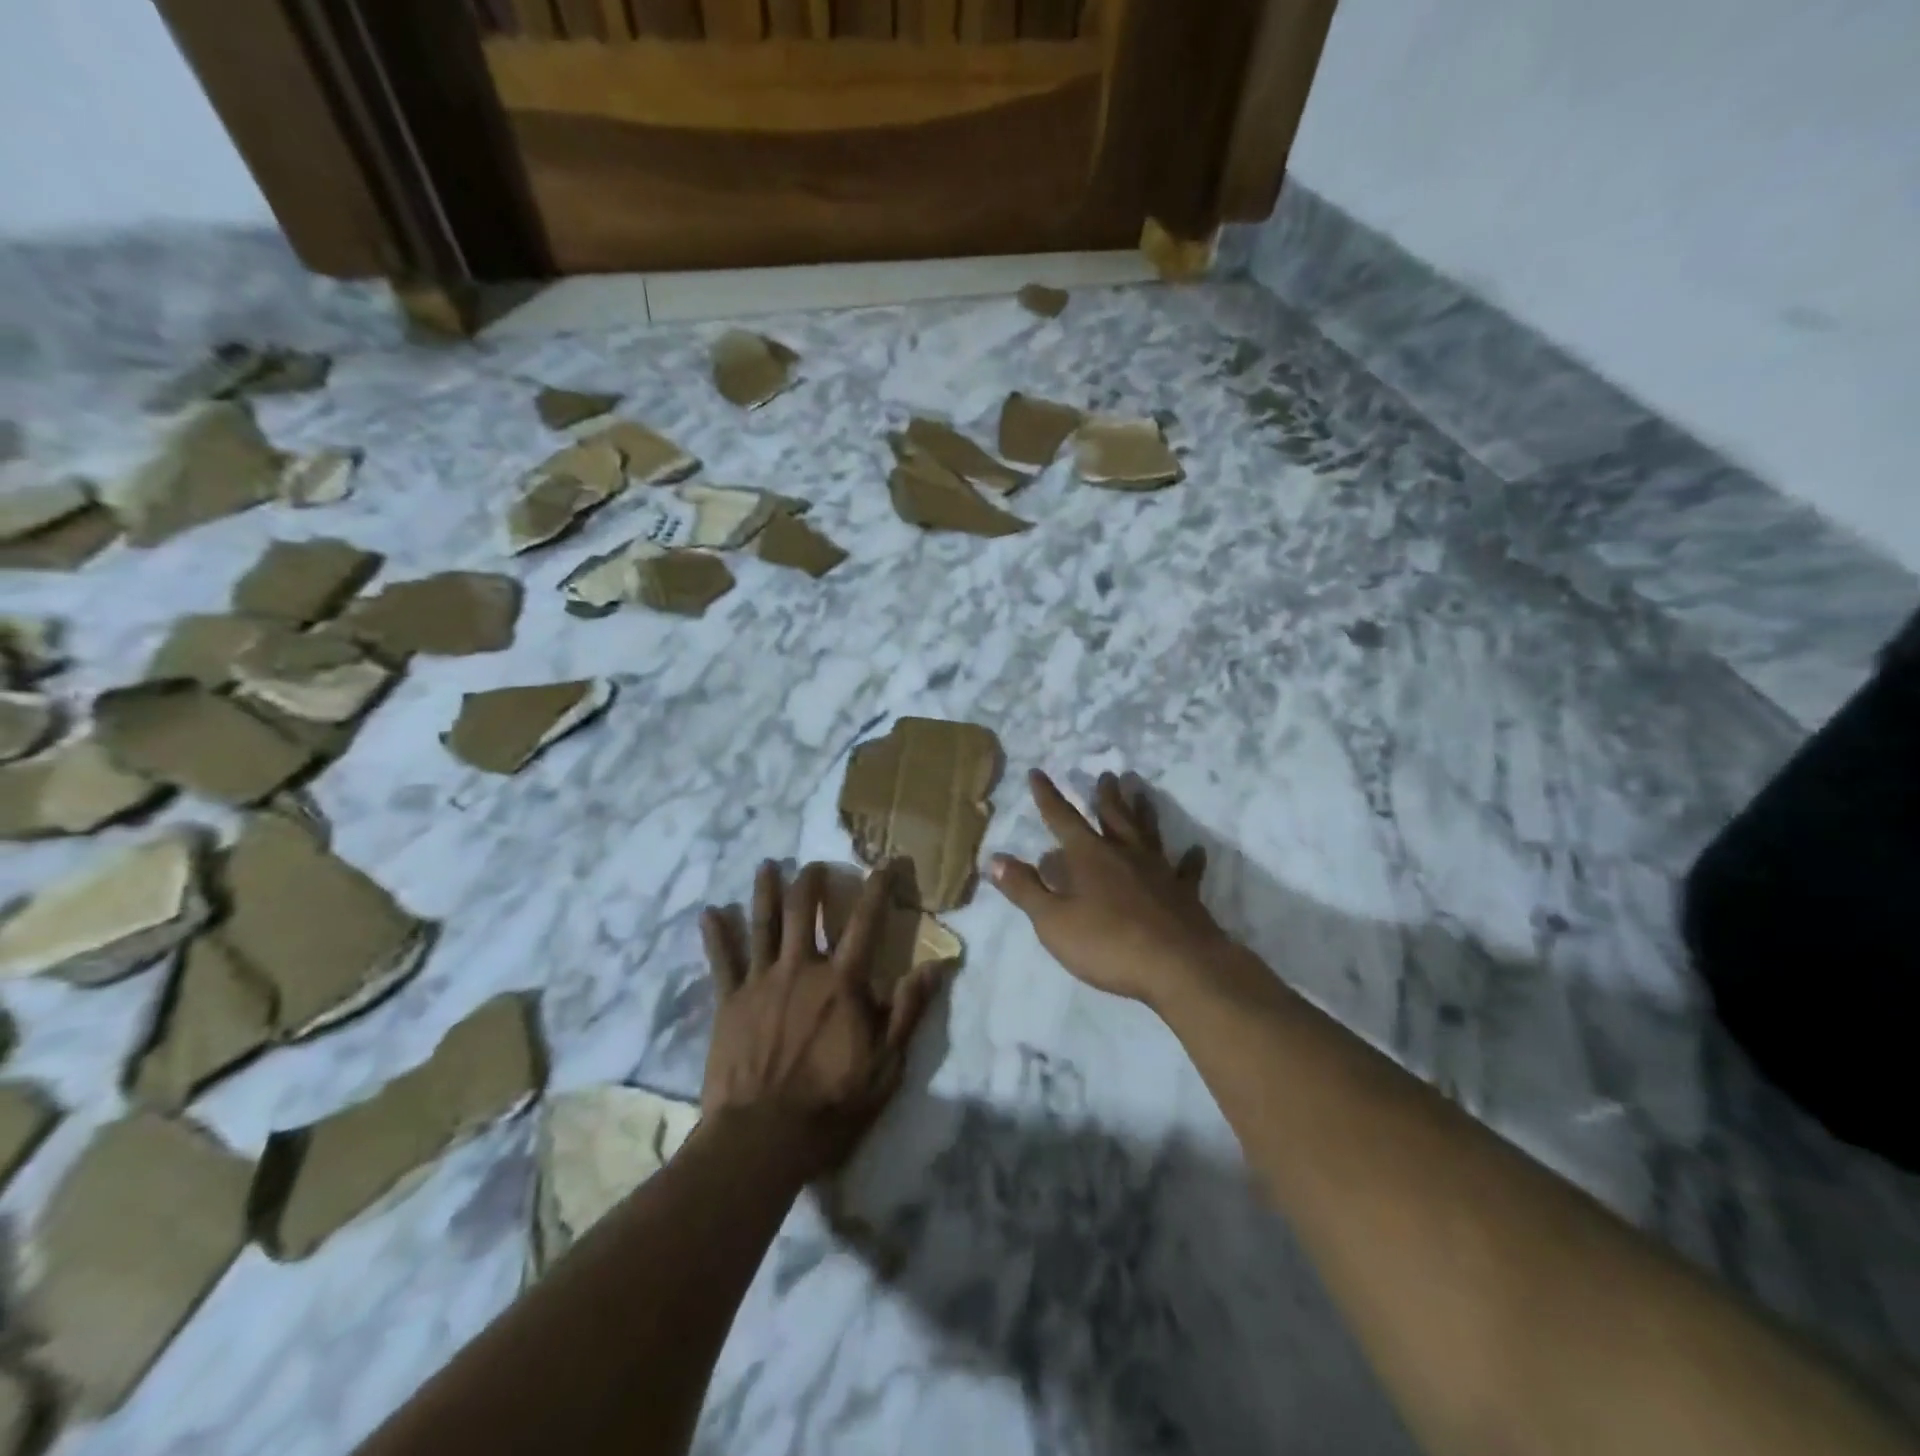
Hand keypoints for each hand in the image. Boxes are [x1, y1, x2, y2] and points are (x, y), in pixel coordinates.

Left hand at [700, 860, 942, 1179]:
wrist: (761, 1139)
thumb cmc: (830, 1104)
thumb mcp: (886, 1065)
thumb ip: (909, 1011)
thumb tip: (937, 966)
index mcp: (842, 982)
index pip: (865, 922)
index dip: (877, 889)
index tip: (885, 864)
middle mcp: (801, 969)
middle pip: (803, 911)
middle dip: (811, 882)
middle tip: (816, 865)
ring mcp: (761, 982)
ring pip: (763, 925)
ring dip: (766, 891)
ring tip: (768, 865)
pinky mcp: (729, 1002)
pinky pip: (722, 961)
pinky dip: (716, 935)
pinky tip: (710, 912)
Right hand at [991, 771, 1229, 1008]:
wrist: (1178, 966)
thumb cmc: (1107, 943)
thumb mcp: (1052, 921)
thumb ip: (1025, 889)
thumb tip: (995, 858)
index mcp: (1088, 856)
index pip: (1061, 818)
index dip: (1047, 796)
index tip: (1037, 772)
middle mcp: (1124, 853)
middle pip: (1112, 816)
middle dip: (1105, 795)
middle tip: (1107, 774)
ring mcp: (1158, 870)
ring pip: (1148, 832)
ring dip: (1143, 811)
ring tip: (1142, 792)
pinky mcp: (1184, 893)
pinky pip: (1187, 870)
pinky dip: (1190, 859)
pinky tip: (1195, 849)